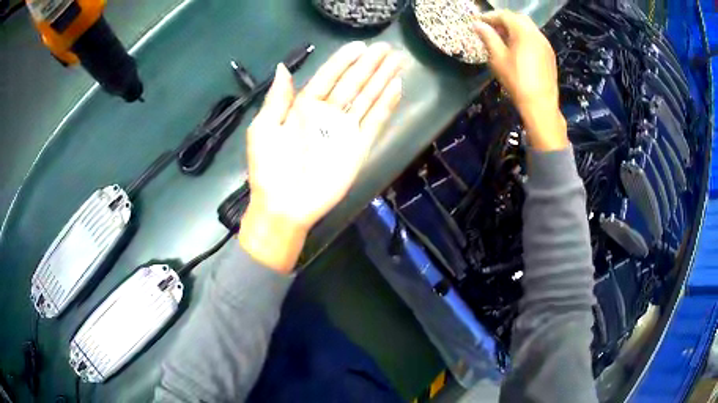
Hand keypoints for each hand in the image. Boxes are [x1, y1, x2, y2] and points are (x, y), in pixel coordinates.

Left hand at [239, 41, 402, 272]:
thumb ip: (277, 99)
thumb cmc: (269, 168)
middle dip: (370, 66)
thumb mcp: (264, 129)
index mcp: (303, 108)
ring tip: (397, 63)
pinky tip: (396, 89)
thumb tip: (283, 67)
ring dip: (382, 80)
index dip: (342, 61)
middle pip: (352, 84)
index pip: (327, 77)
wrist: (283, 206)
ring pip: (367, 99)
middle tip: (387, 48)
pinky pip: (375, 123)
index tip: (359, 46)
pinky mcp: (358, 148)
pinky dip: (386, 107)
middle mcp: (327, 115)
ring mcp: (345, 131)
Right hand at [473, 10, 566, 151]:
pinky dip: (524, 37)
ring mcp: (545, 44)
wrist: (540, 105)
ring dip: (514, 28)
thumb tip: (477, 24)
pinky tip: (517, 48)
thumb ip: (488, 37)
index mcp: (523, 32)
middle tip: (490, 28)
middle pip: (518, 18)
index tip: (478, 21)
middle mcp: (537, 34)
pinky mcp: (549, 55)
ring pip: (528, 28)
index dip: (489, 16)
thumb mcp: (498, 58)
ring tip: (502, 38)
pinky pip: (535, 38)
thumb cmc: (517, 80)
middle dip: (503, 20)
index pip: (504, 15)